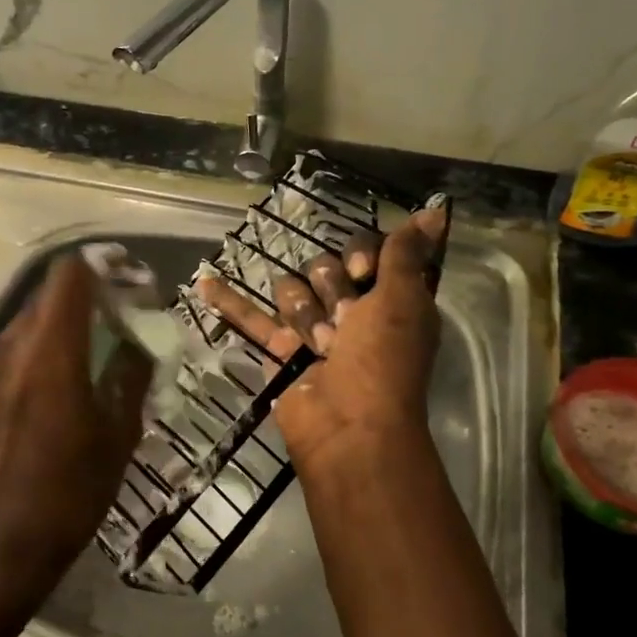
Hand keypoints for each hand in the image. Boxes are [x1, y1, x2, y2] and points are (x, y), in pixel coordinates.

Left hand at [0, 255, 152, 593]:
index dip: (101, 265)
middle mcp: (12, 347)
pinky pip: (13, 347)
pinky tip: (59, 380)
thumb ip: (130, 375)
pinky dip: (41, 346)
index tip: (129, 276)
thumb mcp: (118, 433)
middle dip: (88, 294)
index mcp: (52, 352)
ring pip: (30, 320)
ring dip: (63, 321)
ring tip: (92, 348)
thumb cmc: (72, 490)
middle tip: (120, 314)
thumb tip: (140, 342)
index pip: (70, 275)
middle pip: (50, 294)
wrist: (2, 540)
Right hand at [196, 204, 447, 478]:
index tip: (362, 271)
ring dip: (302, 313)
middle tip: (343, 319)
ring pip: (292, 289)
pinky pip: (252, 318)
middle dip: (331, 288)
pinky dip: (229, 302)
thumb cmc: (382, 360)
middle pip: (326, 267)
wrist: (348, 426)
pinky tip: (203, 282)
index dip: (362, 254)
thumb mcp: (403, 300)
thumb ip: (407, 253)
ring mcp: (314, 331)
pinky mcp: (281, 351)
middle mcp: (353, 312)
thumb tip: (434, 210)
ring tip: (315, 343)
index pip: (367, 250)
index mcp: (388, 300)